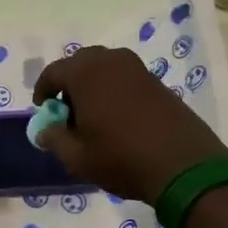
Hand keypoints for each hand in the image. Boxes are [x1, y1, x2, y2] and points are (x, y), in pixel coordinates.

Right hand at [33, 46, 227, 204]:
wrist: (183, 165)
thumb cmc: (122, 159)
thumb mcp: (78, 158)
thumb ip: (55, 139)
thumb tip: (44, 130)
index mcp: (86, 74)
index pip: (54, 72)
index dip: (44, 91)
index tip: (45, 112)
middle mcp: (111, 61)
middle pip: (80, 63)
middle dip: (69, 83)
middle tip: (68, 112)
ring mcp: (137, 69)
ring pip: (105, 68)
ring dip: (93, 85)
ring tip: (93, 116)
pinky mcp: (157, 81)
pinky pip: (125, 77)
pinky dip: (114, 90)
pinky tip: (118, 118)